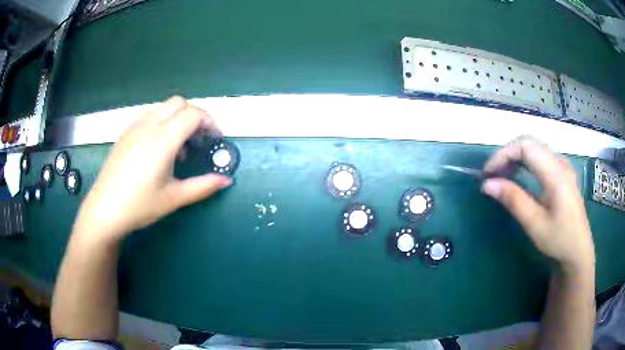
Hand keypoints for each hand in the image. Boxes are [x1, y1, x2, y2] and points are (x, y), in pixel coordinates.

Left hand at [73, 96, 231, 243]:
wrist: (105, 209)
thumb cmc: (140, 205)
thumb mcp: (174, 198)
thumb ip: (203, 186)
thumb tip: (226, 180)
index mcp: (163, 140)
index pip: (193, 114)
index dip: (210, 122)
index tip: (215, 139)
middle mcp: (148, 125)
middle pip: (179, 103)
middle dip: (195, 115)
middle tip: (199, 139)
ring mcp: (134, 127)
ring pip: (163, 107)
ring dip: (177, 118)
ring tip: (178, 147)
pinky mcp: (125, 133)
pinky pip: (149, 115)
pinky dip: (162, 122)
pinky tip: (158, 148)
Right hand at [481, 136, 594, 275]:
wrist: (579, 251)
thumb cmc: (559, 239)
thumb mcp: (535, 224)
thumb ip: (514, 200)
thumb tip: (487, 184)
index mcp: (556, 172)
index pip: (525, 146)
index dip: (504, 154)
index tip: (487, 173)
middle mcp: (560, 162)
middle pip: (529, 143)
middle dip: (507, 154)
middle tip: (492, 174)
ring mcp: (563, 166)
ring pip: (535, 148)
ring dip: (515, 157)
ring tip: (502, 175)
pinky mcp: (562, 173)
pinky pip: (541, 157)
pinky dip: (525, 162)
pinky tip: (520, 176)